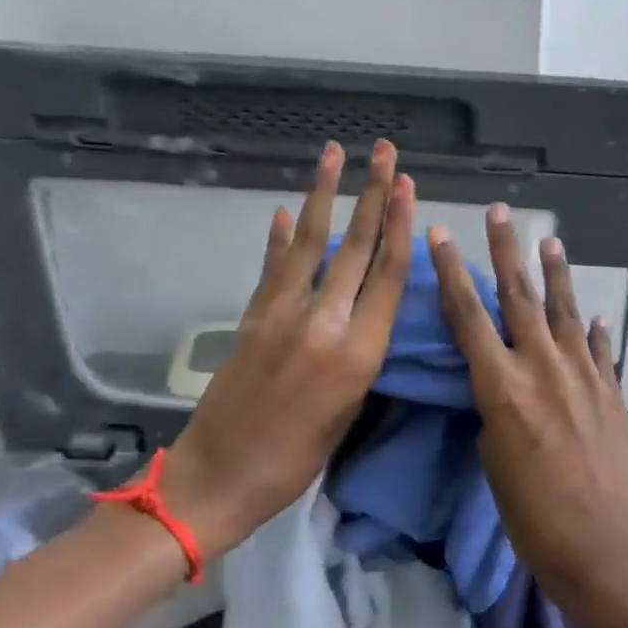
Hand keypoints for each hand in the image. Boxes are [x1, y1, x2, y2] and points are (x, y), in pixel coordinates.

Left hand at [164, 139, 414, 557]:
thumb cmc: (297, 460)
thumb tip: (369, 310)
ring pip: (308, 243)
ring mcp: (280, 314)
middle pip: (354, 247)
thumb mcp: (349, 412)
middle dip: (373, 194)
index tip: (407, 186)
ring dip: (322, 194)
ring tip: (333, 154)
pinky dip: (278, 237)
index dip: (399, 226)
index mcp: (357, 353)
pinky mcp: (250, 317)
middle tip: (386, 152)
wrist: (220, 476)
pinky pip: (271, 267)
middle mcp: (322, 322)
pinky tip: (282, 210)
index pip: (386, 275)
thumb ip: (361, 354)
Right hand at [428, 206, 627, 627]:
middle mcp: (543, 368)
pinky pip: (602, 350)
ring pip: (566, 311)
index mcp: (502, 388)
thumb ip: (496, 415)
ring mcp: (584, 376)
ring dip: (556, 273)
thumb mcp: (494, 465)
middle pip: (520, 296)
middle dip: (508, 250)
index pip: (469, 316)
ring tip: (550, 239)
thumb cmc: (534, 519)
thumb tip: (504, 393)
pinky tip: (597, 313)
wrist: (607, 548)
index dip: (452, 272)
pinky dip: (597, 330)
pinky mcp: (613, 393)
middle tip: (501, 212)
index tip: (442, 235)